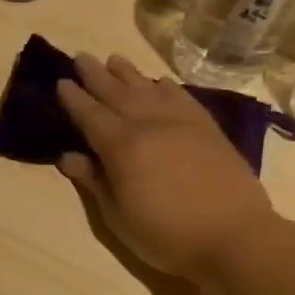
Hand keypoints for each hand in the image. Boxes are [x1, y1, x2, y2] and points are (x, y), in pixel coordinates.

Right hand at [56, 53, 276, 275]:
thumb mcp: (118, 216)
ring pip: (149, 89)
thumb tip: (68, 156)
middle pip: (117, 93)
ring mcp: (182, 122)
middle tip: (81, 57)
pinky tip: (159, 82)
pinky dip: (166, 86)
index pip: (90, 115)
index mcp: (121, 147)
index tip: (61, 82)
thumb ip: (93, 181)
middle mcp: (149, 124)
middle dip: (96, 75)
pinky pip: (182, 97)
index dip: (74, 99)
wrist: (234, 236)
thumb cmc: (166, 234)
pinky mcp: (208, 128)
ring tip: (114, 59)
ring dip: (128, 73)